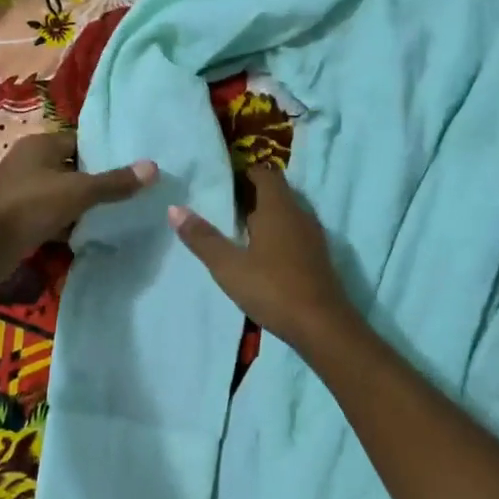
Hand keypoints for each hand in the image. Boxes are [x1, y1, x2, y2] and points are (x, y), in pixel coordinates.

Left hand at [0, 131, 154, 277]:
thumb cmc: (30, 206)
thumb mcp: (78, 191)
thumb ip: (114, 182)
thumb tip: (153, 168)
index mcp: (41, 145)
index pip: (80, 141)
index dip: (105, 152)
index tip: (132, 166)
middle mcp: (31, 163)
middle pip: (73, 167)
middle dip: (98, 180)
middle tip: (131, 191)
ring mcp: (23, 191)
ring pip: (63, 194)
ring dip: (84, 204)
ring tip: (118, 212)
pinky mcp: (20, 218)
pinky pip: (52, 215)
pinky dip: (69, 223)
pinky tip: (91, 233)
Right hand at [169, 168, 358, 350]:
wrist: (323, 327)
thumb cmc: (273, 289)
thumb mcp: (229, 266)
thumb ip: (203, 238)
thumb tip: (175, 209)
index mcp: (279, 208)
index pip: (266, 174)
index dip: (247, 172)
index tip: (225, 180)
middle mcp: (300, 215)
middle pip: (278, 193)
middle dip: (254, 195)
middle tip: (225, 205)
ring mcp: (313, 237)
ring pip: (288, 214)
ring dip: (267, 216)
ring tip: (240, 230)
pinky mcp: (318, 258)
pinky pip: (295, 233)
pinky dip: (278, 235)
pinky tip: (263, 255)